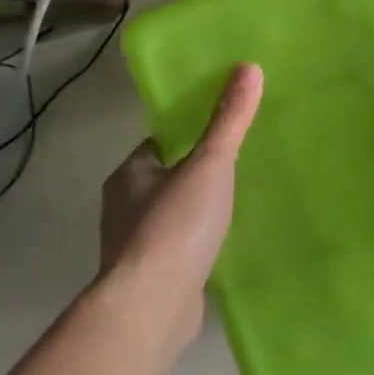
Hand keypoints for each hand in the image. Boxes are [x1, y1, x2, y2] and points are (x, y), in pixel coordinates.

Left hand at [96, 63, 263, 357]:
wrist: (151, 308)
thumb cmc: (174, 226)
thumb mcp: (209, 164)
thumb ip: (229, 120)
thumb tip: (250, 66)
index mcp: (129, 175)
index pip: (159, 143)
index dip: (188, 134)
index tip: (222, 131)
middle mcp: (124, 207)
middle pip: (165, 177)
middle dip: (195, 172)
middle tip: (238, 164)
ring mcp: (135, 247)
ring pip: (171, 215)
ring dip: (196, 210)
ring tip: (237, 202)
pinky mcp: (151, 278)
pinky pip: (178, 248)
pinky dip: (196, 243)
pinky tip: (223, 244)